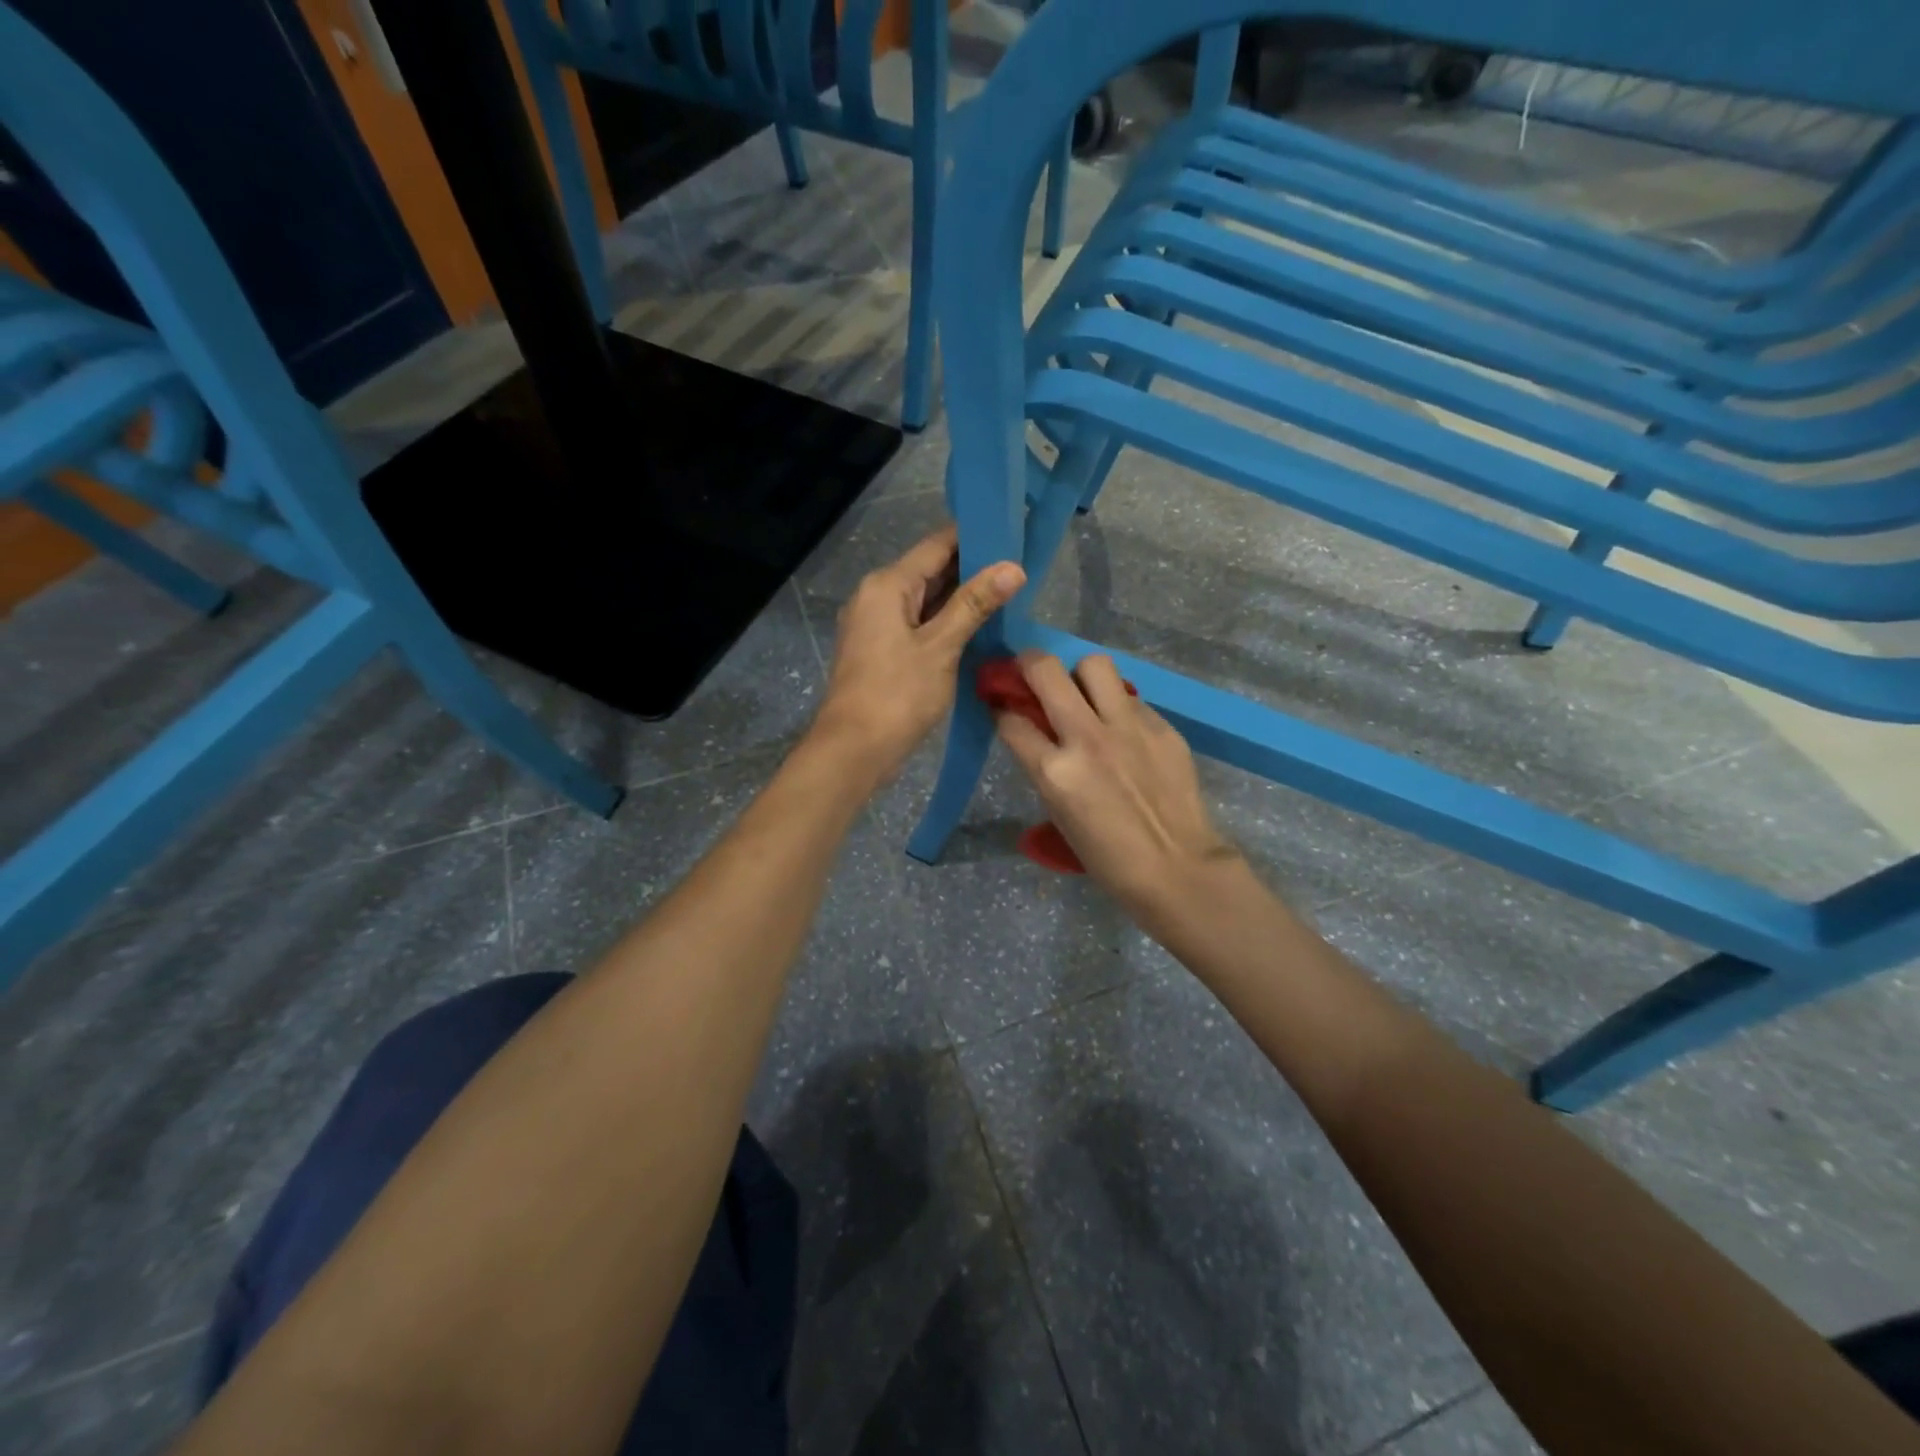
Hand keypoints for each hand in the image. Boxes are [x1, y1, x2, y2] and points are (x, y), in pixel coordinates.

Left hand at [815, 525, 1024, 784]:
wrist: (853, 750)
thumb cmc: (896, 695)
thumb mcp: (940, 647)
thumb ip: (974, 604)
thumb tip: (1012, 567)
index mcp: (887, 585)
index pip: (936, 545)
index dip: (975, 538)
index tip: (1013, 533)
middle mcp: (877, 596)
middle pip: (930, 570)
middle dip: (973, 569)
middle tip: (1021, 566)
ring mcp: (877, 625)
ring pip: (925, 600)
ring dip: (962, 598)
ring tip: (1010, 593)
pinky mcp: (882, 650)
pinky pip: (919, 624)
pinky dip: (946, 622)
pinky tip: (979, 627)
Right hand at [992, 652, 1241, 930]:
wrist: (1177, 868)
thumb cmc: (1108, 858)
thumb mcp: (1059, 815)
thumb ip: (1045, 769)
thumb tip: (1037, 735)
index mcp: (1055, 772)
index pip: (1012, 722)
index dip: (1002, 712)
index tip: (1005, 709)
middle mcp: (1087, 738)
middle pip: (1046, 671)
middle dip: (1029, 664)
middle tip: (1032, 674)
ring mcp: (1128, 727)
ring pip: (1094, 665)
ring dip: (1080, 675)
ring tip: (1084, 693)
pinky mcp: (1161, 726)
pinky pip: (1131, 697)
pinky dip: (1118, 706)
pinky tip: (1124, 730)